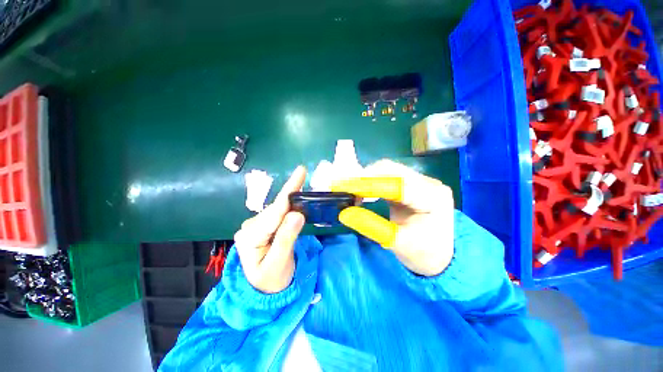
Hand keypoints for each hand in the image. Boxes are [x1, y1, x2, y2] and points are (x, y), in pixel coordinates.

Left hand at [233, 166, 306, 292]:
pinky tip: (295, 204)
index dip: (289, 190)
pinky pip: (278, 214)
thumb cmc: (271, 282)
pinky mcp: (262, 227)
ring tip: (303, 193)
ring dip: (292, 201)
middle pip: (276, 207)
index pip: (274, 211)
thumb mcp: (279, 264)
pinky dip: (289, 207)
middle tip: (304, 176)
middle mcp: (250, 227)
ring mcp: (255, 226)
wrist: (264, 292)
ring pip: (278, 209)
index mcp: (250, 237)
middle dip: (292, 193)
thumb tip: (297, 214)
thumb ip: (287, 238)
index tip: (301, 171)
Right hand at [332, 160, 453, 275]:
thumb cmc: (422, 253)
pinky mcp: (412, 183)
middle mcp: (429, 182)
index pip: (396, 184)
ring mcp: (421, 180)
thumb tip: (344, 213)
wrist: (439, 255)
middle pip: (391, 170)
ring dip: (366, 177)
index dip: (367, 184)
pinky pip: (388, 175)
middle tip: (342, 187)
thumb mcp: (396, 243)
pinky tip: (361, 188)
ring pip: (388, 169)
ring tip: (349, 188)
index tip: (342, 186)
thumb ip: (371, 226)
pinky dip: (371, 180)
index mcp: (433, 198)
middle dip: (363, 177)